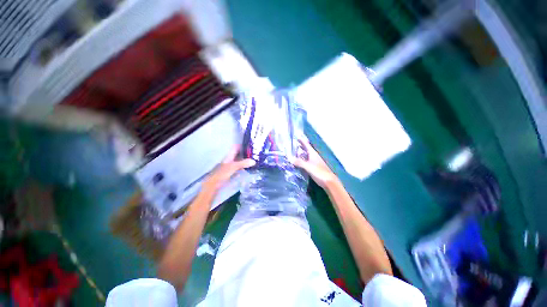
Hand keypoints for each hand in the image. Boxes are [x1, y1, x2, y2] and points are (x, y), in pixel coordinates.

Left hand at [203, 146, 255, 192]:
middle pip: (238, 154)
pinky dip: (244, 167)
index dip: (242, 145)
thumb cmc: (222, 173)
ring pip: (239, 161)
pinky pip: (239, 168)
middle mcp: (230, 160)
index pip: (235, 147)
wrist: (214, 185)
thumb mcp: (233, 167)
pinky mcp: (232, 173)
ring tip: (254, 160)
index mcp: (229, 156)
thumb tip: (254, 161)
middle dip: (246, 153)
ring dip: (246, 161)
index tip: (250, 145)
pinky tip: (249, 169)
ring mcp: (231, 166)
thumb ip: (243, 163)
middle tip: (255, 154)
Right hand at [291, 138, 338, 188]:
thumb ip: (299, 162)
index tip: (297, 137)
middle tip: (295, 144)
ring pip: (307, 156)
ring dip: (302, 153)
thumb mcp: (308, 166)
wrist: (328, 181)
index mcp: (313, 154)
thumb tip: (290, 158)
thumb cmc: (319, 172)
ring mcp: (315, 162)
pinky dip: (302, 160)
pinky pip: (307, 161)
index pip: (307, 145)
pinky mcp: (314, 168)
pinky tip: (299, 162)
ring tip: (295, 152)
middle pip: (307, 150)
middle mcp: (314, 157)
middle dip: (301, 146)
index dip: (302, 141)